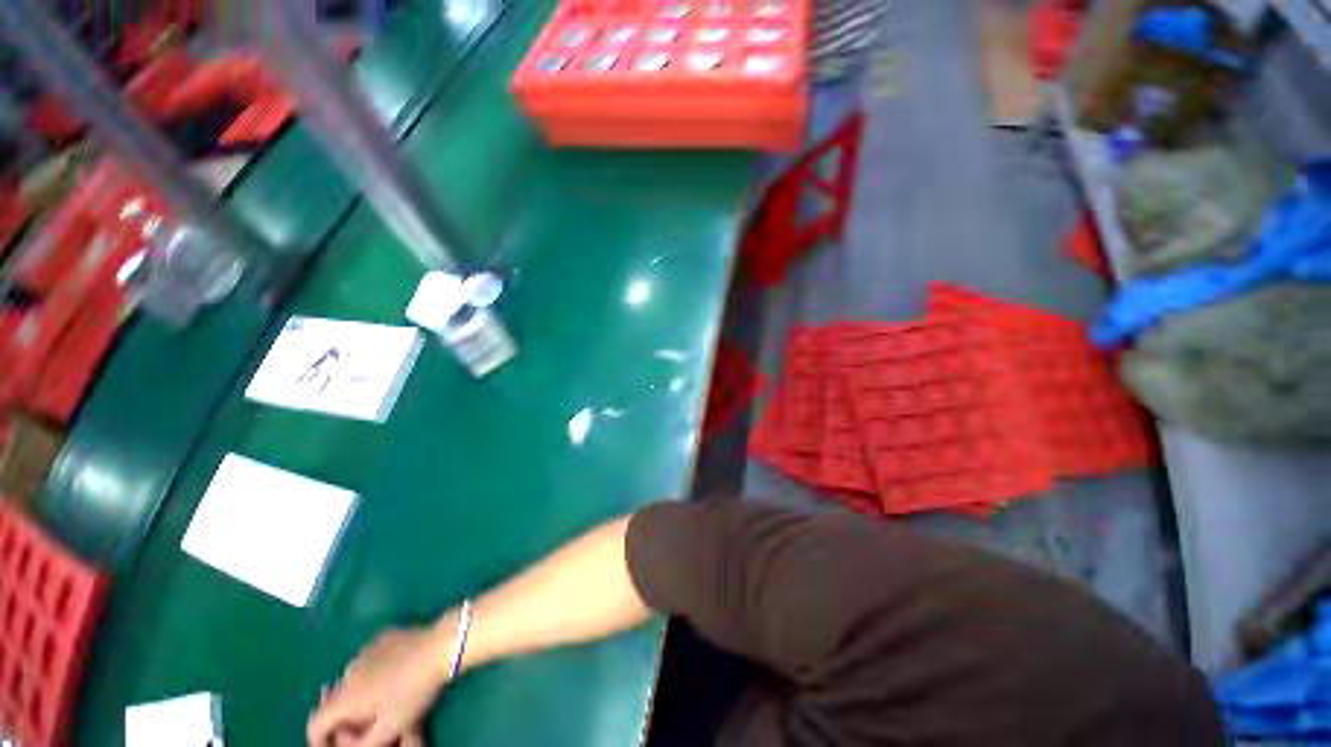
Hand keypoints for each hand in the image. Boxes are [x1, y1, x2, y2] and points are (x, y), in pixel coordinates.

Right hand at [308, 621, 455, 746]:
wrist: (439, 647)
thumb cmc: (413, 692)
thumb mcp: (389, 729)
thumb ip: (362, 745)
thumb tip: (347, 745)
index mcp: (344, 697)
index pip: (316, 724)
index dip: (320, 741)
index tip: (335, 746)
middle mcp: (347, 672)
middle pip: (336, 701)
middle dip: (345, 717)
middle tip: (366, 726)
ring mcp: (365, 650)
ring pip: (354, 679)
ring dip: (361, 693)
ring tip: (385, 699)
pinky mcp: (383, 636)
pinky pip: (371, 659)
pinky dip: (375, 671)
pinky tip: (397, 673)